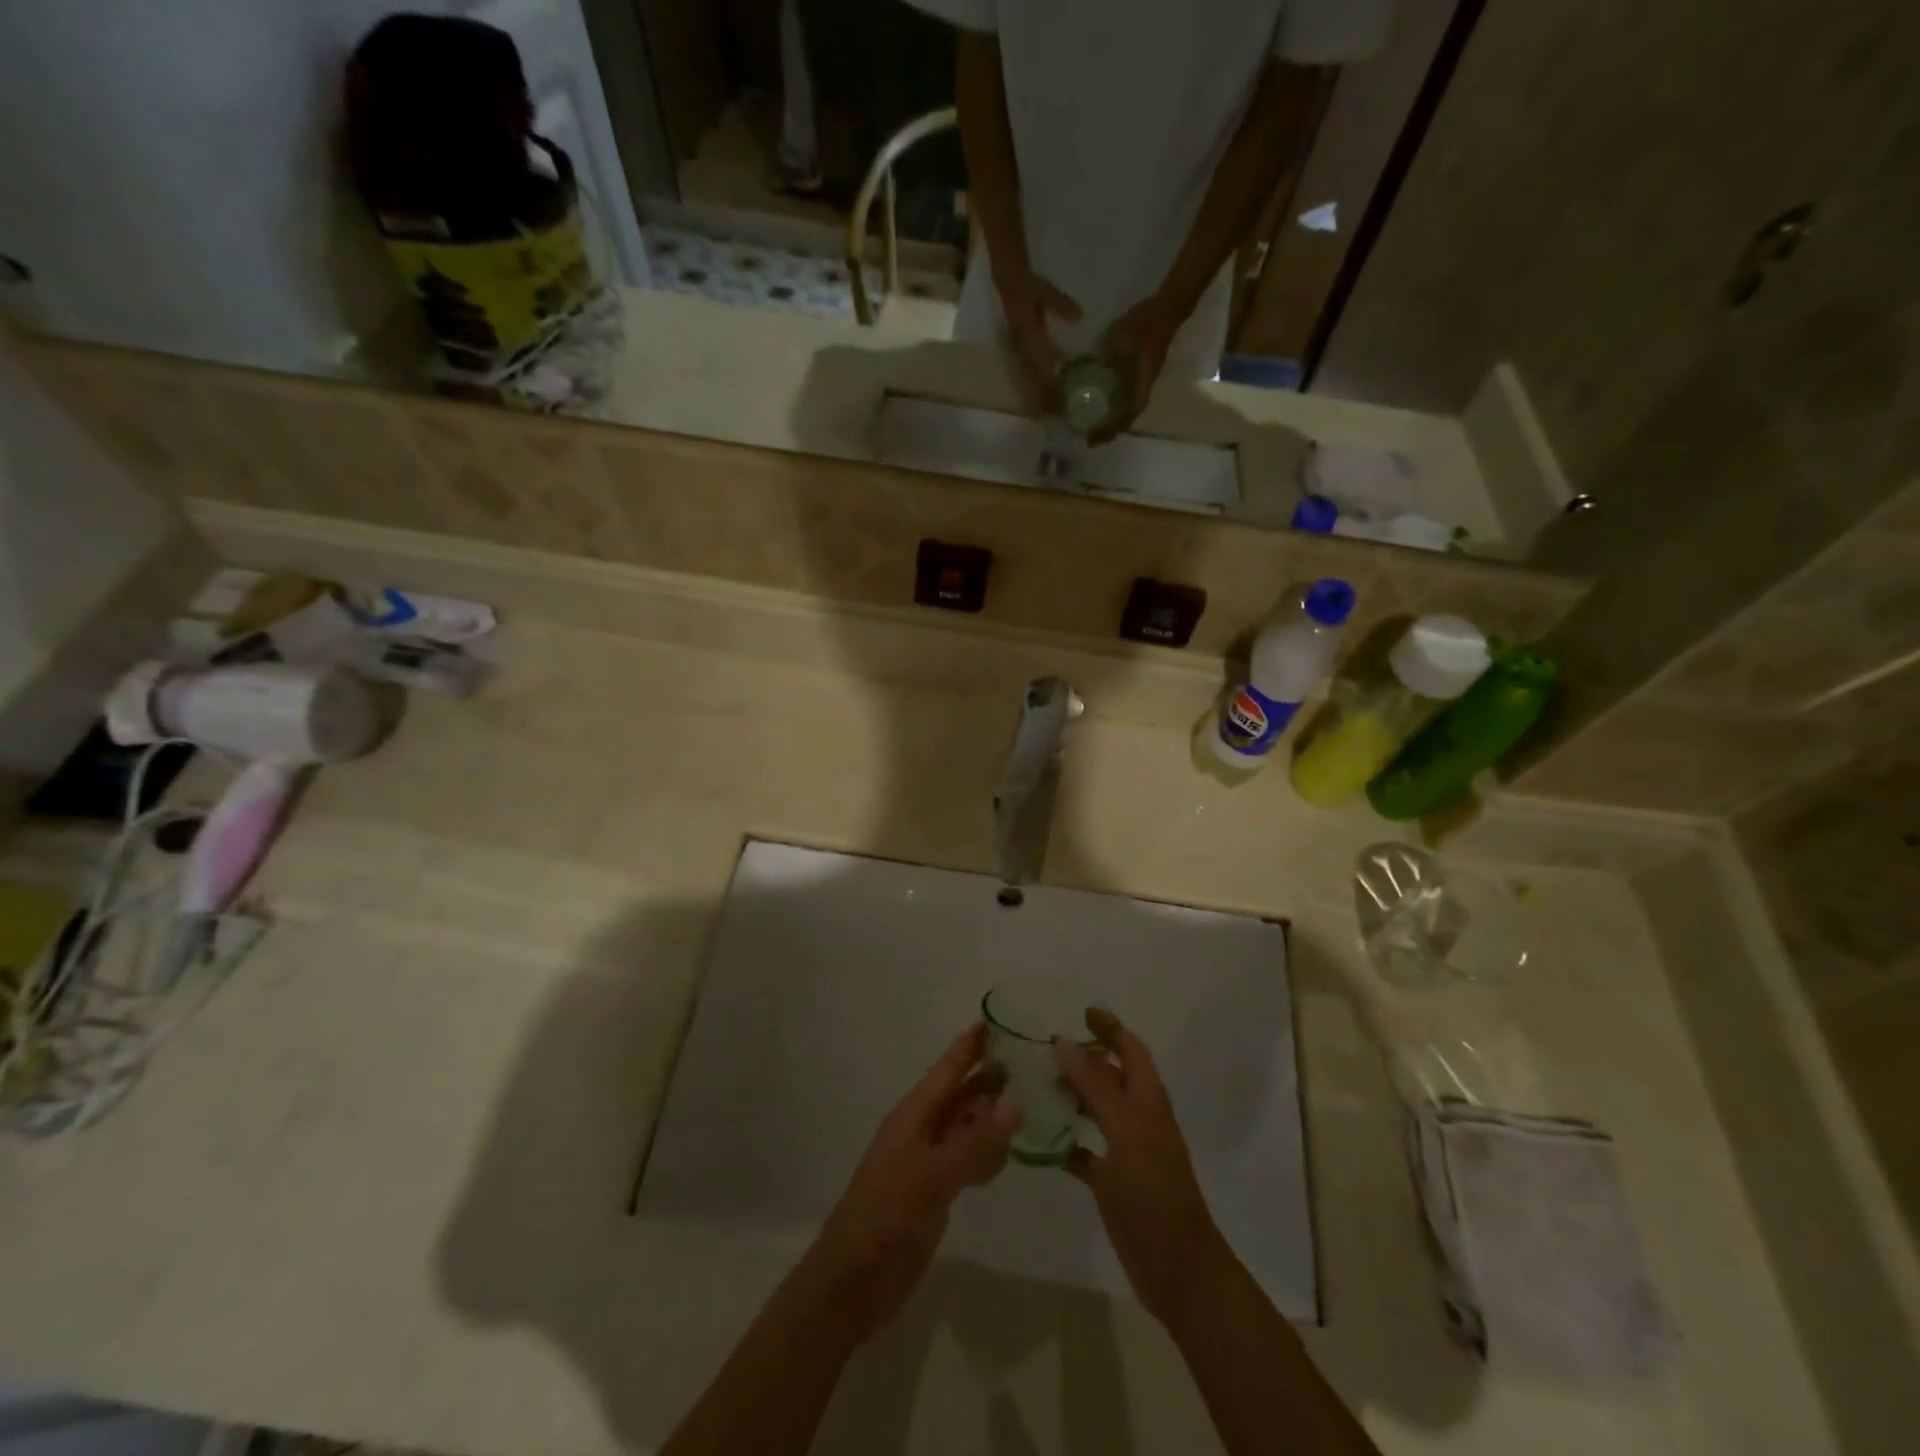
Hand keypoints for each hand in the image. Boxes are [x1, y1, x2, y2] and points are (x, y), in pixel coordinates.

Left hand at [797, 1024, 1017, 1345]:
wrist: (852, 1283)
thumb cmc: (886, 1217)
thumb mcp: (932, 1175)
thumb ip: (975, 1141)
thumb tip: (1016, 1101)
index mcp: (914, 1115)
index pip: (948, 1069)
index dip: (971, 1044)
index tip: (999, 1018)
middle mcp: (923, 1130)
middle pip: (962, 1094)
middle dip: (992, 1077)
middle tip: (1035, 1061)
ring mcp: (930, 1162)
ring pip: (968, 1127)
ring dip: (995, 1115)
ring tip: (1036, 1101)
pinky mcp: (936, 1192)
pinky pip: (969, 1160)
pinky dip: (990, 1153)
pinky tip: (1014, 1153)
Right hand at [993, 264, 1082, 410]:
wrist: (1006, 281)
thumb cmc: (1027, 286)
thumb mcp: (1044, 290)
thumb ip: (1060, 305)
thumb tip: (1079, 317)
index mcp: (1028, 338)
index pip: (1041, 369)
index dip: (1050, 387)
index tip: (1060, 403)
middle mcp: (1023, 350)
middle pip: (1034, 380)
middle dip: (1045, 398)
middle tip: (1059, 415)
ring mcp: (1020, 352)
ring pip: (1031, 379)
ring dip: (1040, 394)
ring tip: (1052, 410)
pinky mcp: (1021, 351)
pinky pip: (1030, 372)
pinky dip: (1038, 383)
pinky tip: (1048, 390)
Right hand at [1054, 1008, 1227, 1329]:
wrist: (1178, 1270)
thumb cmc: (1155, 1194)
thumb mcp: (1126, 1132)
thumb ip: (1096, 1087)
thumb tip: (1064, 1042)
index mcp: (1148, 1101)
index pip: (1130, 1049)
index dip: (1110, 1028)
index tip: (1081, 1011)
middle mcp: (1138, 1119)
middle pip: (1110, 1076)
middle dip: (1083, 1058)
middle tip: (1044, 1047)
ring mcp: (1126, 1151)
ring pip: (1095, 1110)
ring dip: (1070, 1094)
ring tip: (1035, 1083)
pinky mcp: (1112, 1182)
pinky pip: (1083, 1151)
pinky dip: (1063, 1141)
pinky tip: (1038, 1138)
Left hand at [1092, 295, 1180, 443]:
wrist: (1167, 307)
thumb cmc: (1147, 322)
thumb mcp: (1122, 334)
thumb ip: (1107, 350)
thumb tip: (1090, 366)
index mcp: (1142, 382)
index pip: (1129, 414)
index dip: (1112, 429)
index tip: (1094, 439)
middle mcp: (1144, 386)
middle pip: (1128, 417)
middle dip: (1109, 430)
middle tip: (1089, 437)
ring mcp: (1142, 380)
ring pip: (1127, 407)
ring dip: (1111, 419)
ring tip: (1092, 425)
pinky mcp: (1139, 372)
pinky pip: (1125, 394)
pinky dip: (1113, 403)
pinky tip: (1099, 402)